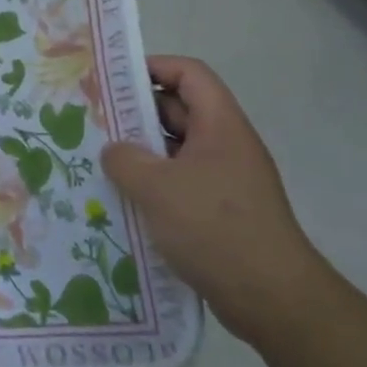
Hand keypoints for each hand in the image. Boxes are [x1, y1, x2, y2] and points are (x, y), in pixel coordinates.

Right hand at [100, 56, 332, 343]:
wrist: (272, 299)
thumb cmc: (215, 228)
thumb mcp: (157, 187)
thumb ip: (125, 159)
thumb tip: (114, 151)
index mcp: (220, 126)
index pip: (189, 74)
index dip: (153, 67)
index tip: (113, 80)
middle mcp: (226, 145)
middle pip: (180, 110)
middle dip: (137, 112)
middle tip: (94, 120)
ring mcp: (225, 180)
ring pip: (176, 150)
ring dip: (141, 152)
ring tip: (100, 160)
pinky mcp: (220, 212)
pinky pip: (181, 183)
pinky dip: (153, 184)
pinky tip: (123, 199)